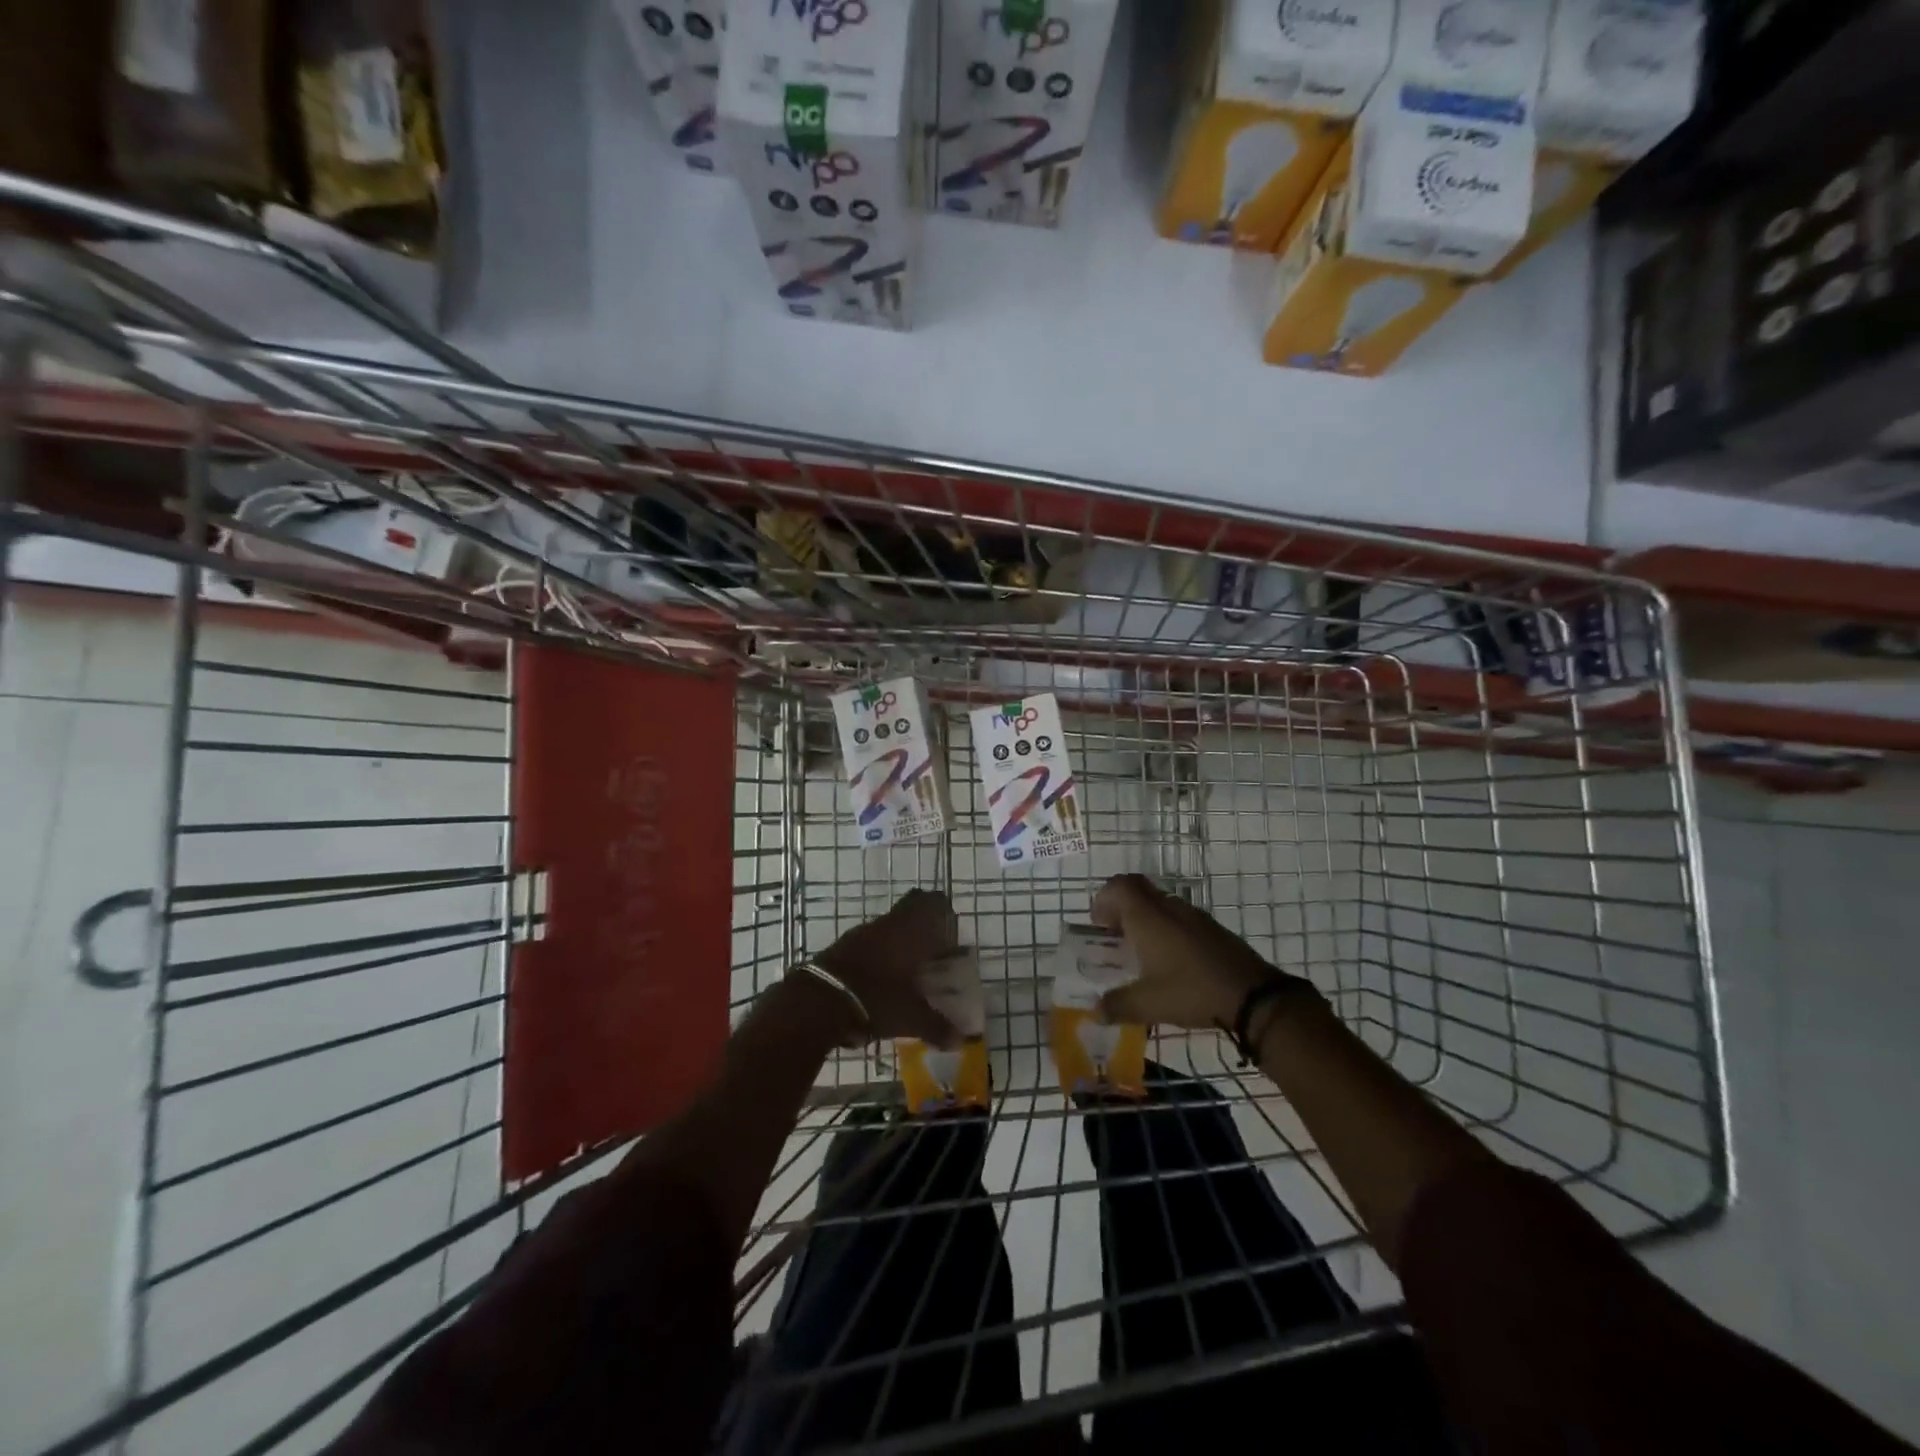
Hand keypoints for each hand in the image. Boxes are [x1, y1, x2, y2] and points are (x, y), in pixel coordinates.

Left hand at [813, 889, 962, 1047]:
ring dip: (900, 943)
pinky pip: (869, 943)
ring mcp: (861, 933)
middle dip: (923, 929)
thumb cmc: (876, 999)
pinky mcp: (841, 947)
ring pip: (888, 928)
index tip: (950, 937)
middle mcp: (888, 924)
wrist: (819, 1001)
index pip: (932, 901)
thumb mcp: (911, 1018)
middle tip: (933, 954)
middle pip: (910, 911)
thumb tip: (959, 1040)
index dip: (944, 914)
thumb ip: (937, 1026)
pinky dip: (879, 956)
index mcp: (911, 930)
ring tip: (909, 974)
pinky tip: (882, 982)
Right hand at [1090, 874, 1307, 1031]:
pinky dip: (1168, 930)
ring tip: (1142, 954)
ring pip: (1160, 904)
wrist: (1253, 997)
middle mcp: (1168, 908)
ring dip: (1146, 919)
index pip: (1118, 886)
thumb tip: (1097, 1010)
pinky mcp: (1213, 929)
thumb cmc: (1192, 992)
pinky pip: (1180, 918)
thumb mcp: (1148, 1004)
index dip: (1103, 900)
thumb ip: (1117, 1005)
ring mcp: (1194, 916)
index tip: (1100, 927)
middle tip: (1117, 937)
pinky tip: (1172, 963)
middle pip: (1138, 890)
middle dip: (1121, 908)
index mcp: (1147, 917)